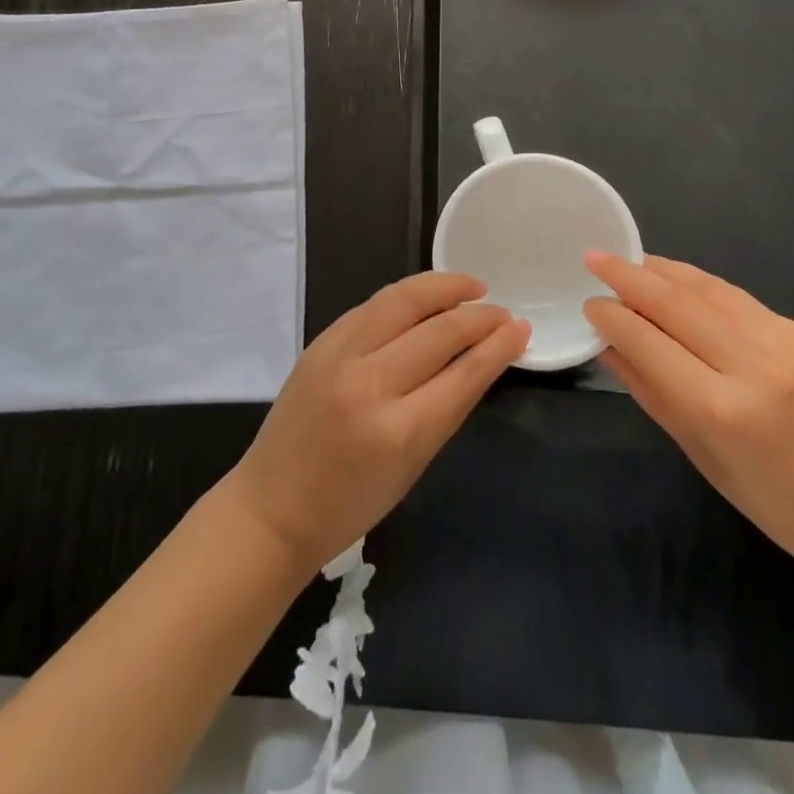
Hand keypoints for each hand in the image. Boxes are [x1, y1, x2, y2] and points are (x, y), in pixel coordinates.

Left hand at [226, 271, 528, 572]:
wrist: (272, 507)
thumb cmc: (351, 503)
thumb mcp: (414, 465)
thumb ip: (447, 407)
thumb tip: (481, 359)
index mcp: (400, 432)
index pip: (463, 374)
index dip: (498, 346)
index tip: (521, 327)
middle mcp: (370, 385)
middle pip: (438, 332)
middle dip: (478, 316)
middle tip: (502, 311)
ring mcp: (339, 357)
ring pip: (402, 301)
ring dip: (443, 287)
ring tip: (471, 286)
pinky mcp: (320, 342)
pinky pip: (373, 306)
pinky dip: (406, 297)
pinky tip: (426, 297)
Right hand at [584, 252, 793, 576]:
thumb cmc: (773, 501)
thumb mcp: (699, 454)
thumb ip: (650, 392)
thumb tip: (608, 345)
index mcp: (721, 409)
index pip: (650, 344)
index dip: (614, 318)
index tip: (589, 302)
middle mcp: (754, 365)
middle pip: (677, 305)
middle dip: (630, 277)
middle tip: (595, 257)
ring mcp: (785, 343)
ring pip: (709, 291)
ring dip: (664, 271)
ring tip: (631, 259)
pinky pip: (738, 300)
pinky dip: (701, 286)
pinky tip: (678, 280)